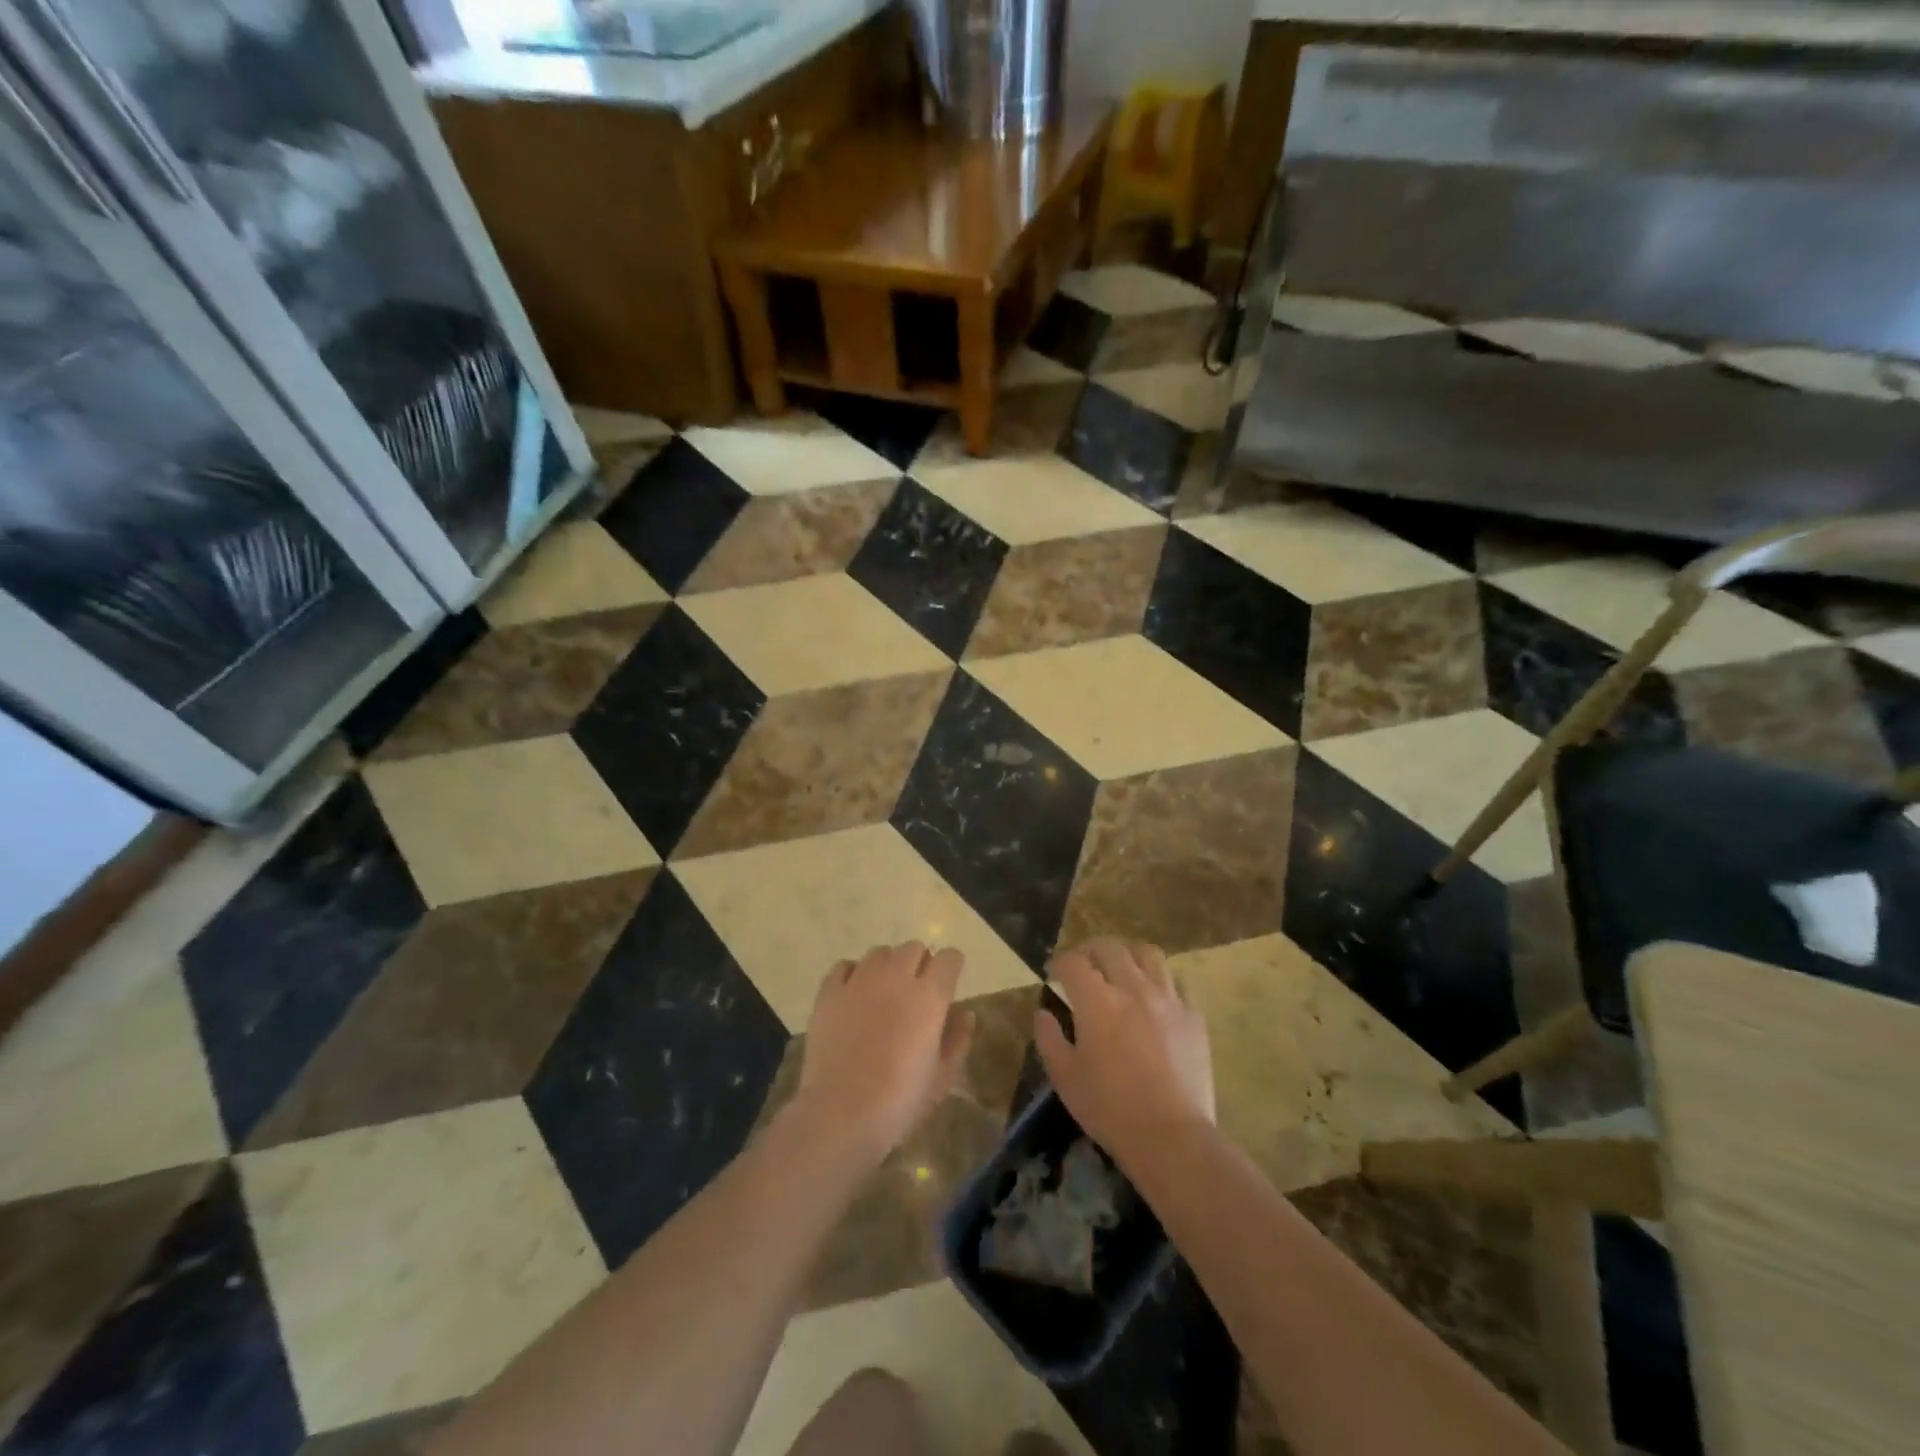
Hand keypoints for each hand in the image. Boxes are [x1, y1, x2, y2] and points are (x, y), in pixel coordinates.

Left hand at [793, 942, 973, 1162]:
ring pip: (879, 953)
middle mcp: (896, 977)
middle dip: (920, 963)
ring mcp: (859, 981)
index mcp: (929, 996)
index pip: (949, 957)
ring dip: (888, 966)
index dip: (952, 967)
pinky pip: (845, 966)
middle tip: (916, 991)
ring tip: (884, 992)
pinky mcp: (829, 992)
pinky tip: (854, 996)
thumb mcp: (942, 1077)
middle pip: (914, 947)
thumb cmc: (901, 1101)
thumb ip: (957, 1039)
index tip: (949, 981)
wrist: (842, 1114)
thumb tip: (964, 1013)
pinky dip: (853, 975)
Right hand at [1035, 938, 1214, 1167]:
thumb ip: (1049, 1038)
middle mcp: (1132, 987)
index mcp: (1096, 1000)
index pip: (1073, 962)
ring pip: (1148, 954)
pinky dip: (1162, 982)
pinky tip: (1156, 998)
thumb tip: (1043, 1013)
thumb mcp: (1065, 1078)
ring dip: (1129, 955)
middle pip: (1109, 948)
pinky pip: (1178, 982)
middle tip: (1084, 966)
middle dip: (1090, 951)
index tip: (1054, 973)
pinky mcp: (1193, 1016)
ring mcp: (1167, 999)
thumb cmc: (1110, 1108)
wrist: (1172, 1136)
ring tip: (1122, 970)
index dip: (1059, 962)